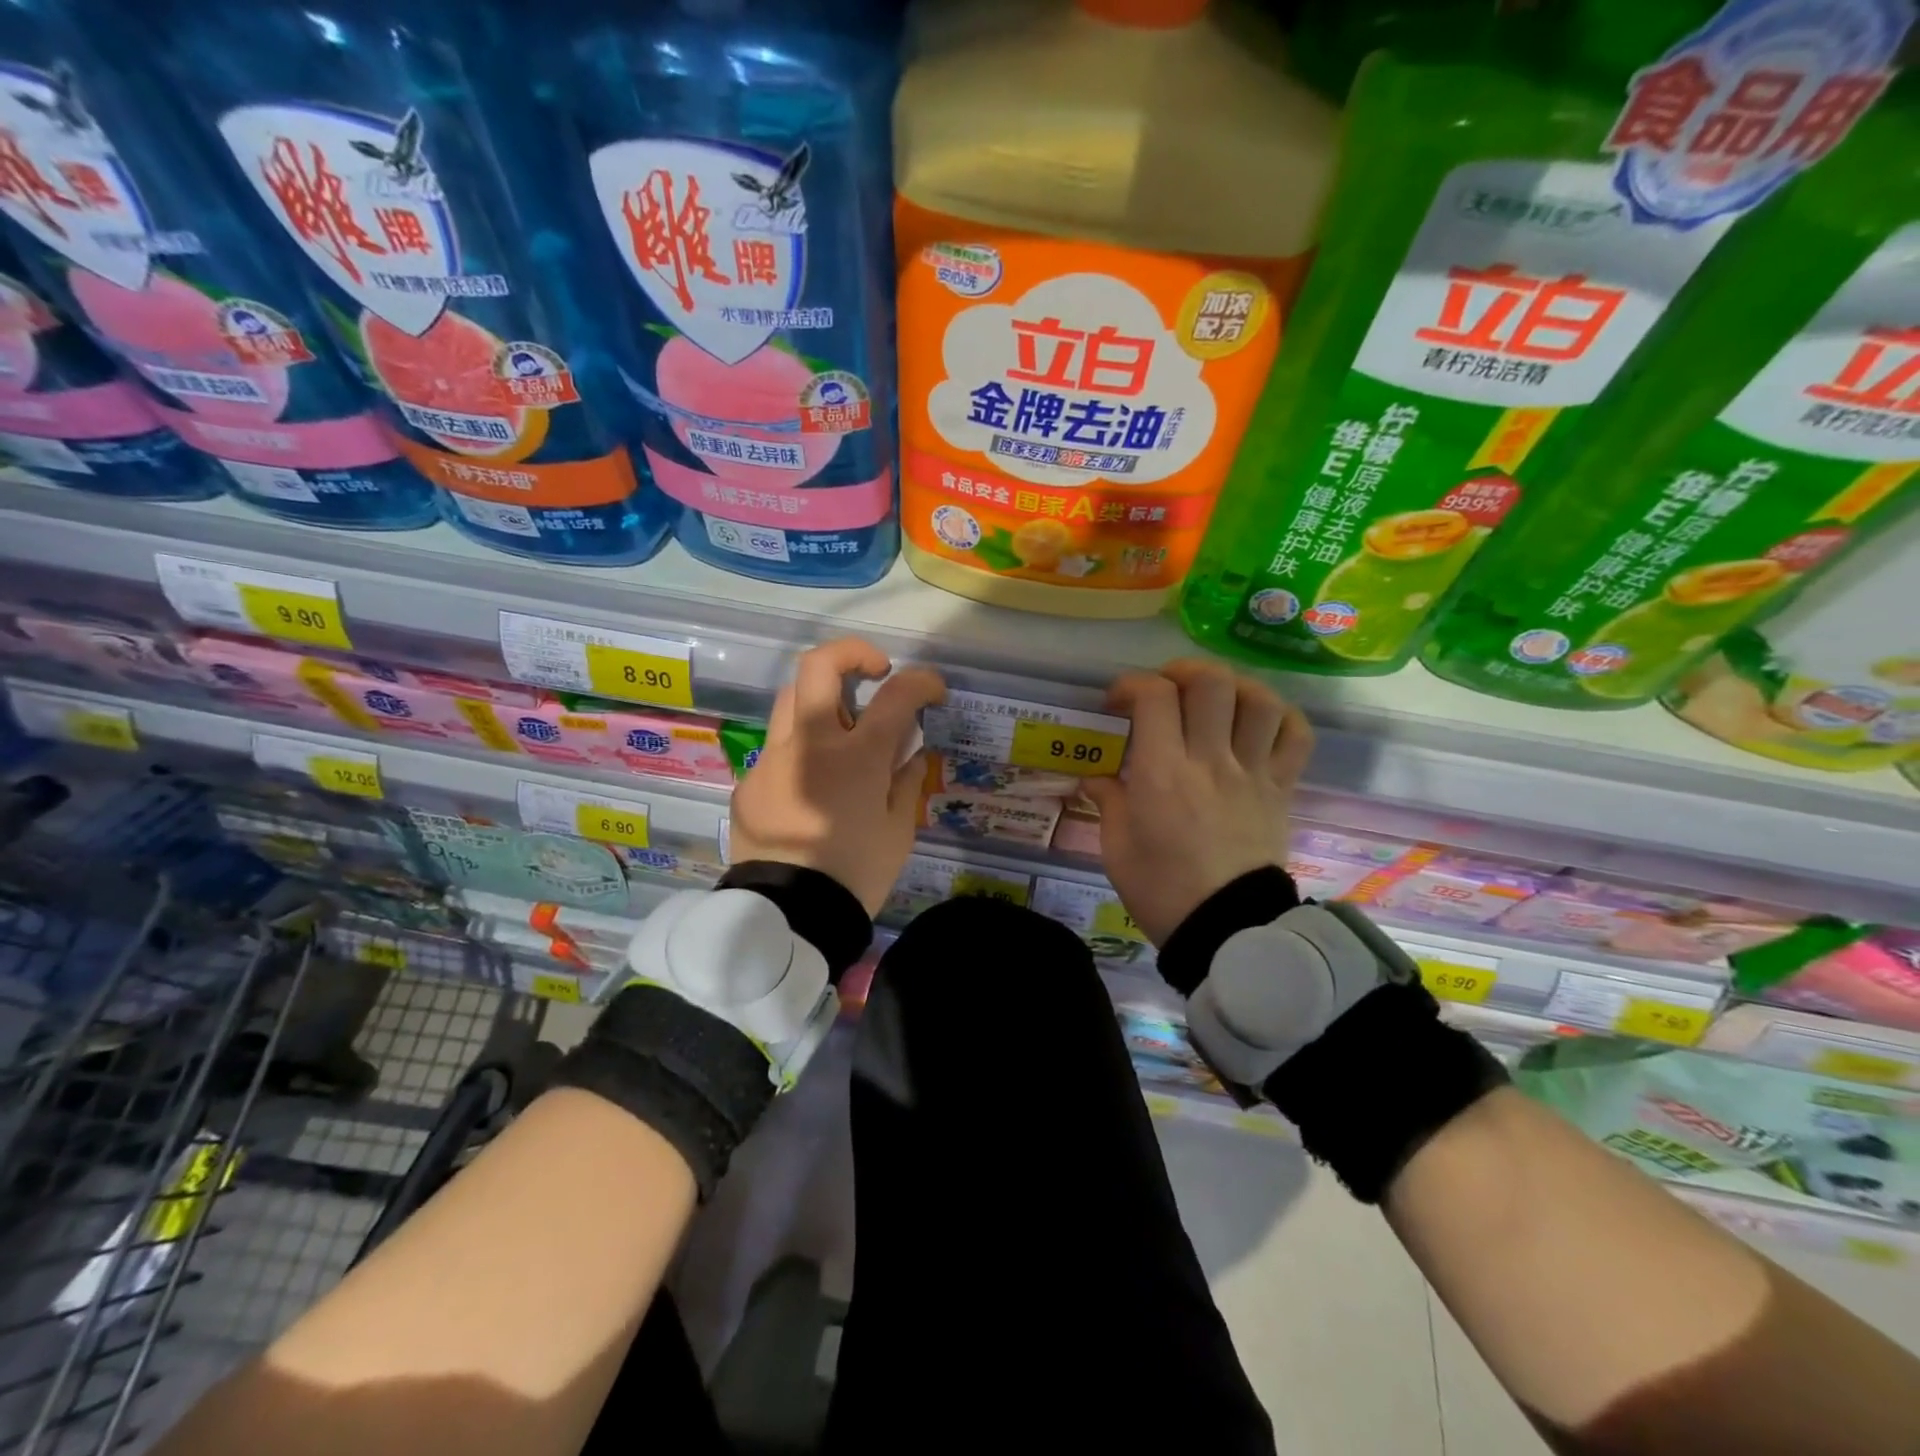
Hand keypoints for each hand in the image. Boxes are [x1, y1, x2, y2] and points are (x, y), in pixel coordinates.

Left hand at [729, 638, 944, 915]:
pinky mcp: (750, 781)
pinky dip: (802, 749)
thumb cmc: (855, 873)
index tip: (932, 689)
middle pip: (819, 666)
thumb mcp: (898, 831)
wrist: (788, 916)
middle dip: (853, 654)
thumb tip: (908, 753)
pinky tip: (813, 784)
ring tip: (843, 726)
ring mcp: (773, 758)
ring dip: (822, 697)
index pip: (896, 695)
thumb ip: (906, 782)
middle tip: (875, 673)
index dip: (921, 681)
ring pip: (791, 698)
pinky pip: (778, 748)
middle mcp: (810, 742)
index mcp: (856, 756)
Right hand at [1083, 659, 1312, 945]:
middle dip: (1182, 671)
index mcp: (1163, 773)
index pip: (1154, 696)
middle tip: (1166, 688)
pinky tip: (1257, 722)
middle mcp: (1211, 761)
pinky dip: (1280, 717)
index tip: (1117, 702)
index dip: (1132, 684)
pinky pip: (1295, 736)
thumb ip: (1108, 801)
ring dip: (1233, 686)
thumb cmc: (1161, 891)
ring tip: (1214, 698)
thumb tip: (1097, 777)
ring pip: (1258, 700)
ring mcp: (1253, 773)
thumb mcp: (1116, 847)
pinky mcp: (1281, 789)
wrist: (1226, 931)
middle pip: (1211, 683)